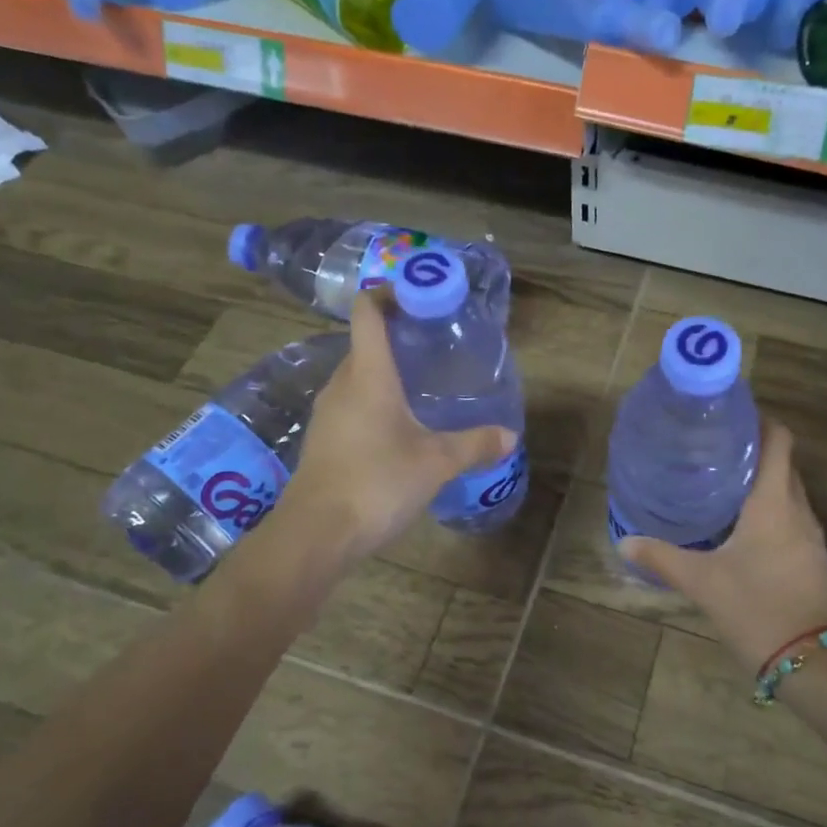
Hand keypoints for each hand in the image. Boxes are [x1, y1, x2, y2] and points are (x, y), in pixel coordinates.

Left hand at [273, 288, 515, 567]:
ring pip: (357, 376)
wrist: (317, 533)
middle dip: (397, 336)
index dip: (388, 293)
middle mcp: (342, 384)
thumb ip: (475, 444)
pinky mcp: (324, 440)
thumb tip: (510, 436)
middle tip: (435, 344)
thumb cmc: (377, 482)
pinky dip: (375, 400)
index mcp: (367, 374)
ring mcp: (328, 413)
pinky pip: (352, 404)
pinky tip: (400, 426)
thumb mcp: (436, 462)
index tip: (418, 296)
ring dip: (386, 372)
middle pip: (364, 343)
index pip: (367, 312)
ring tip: (423, 384)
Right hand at [619, 421, 826, 673]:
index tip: (729, 415)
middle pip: (783, 462)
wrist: (814, 661)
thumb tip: (625, 541)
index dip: (760, 419)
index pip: (779, 439)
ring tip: (721, 480)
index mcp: (774, 501)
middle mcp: (798, 509)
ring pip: (788, 491)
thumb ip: (662, 557)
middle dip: (753, 448)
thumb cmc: (757, 607)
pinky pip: (791, 516)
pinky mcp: (812, 558)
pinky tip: (740, 524)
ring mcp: (811, 535)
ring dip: (762, 479)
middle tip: (712, 447)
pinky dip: (769, 507)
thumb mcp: (702, 581)